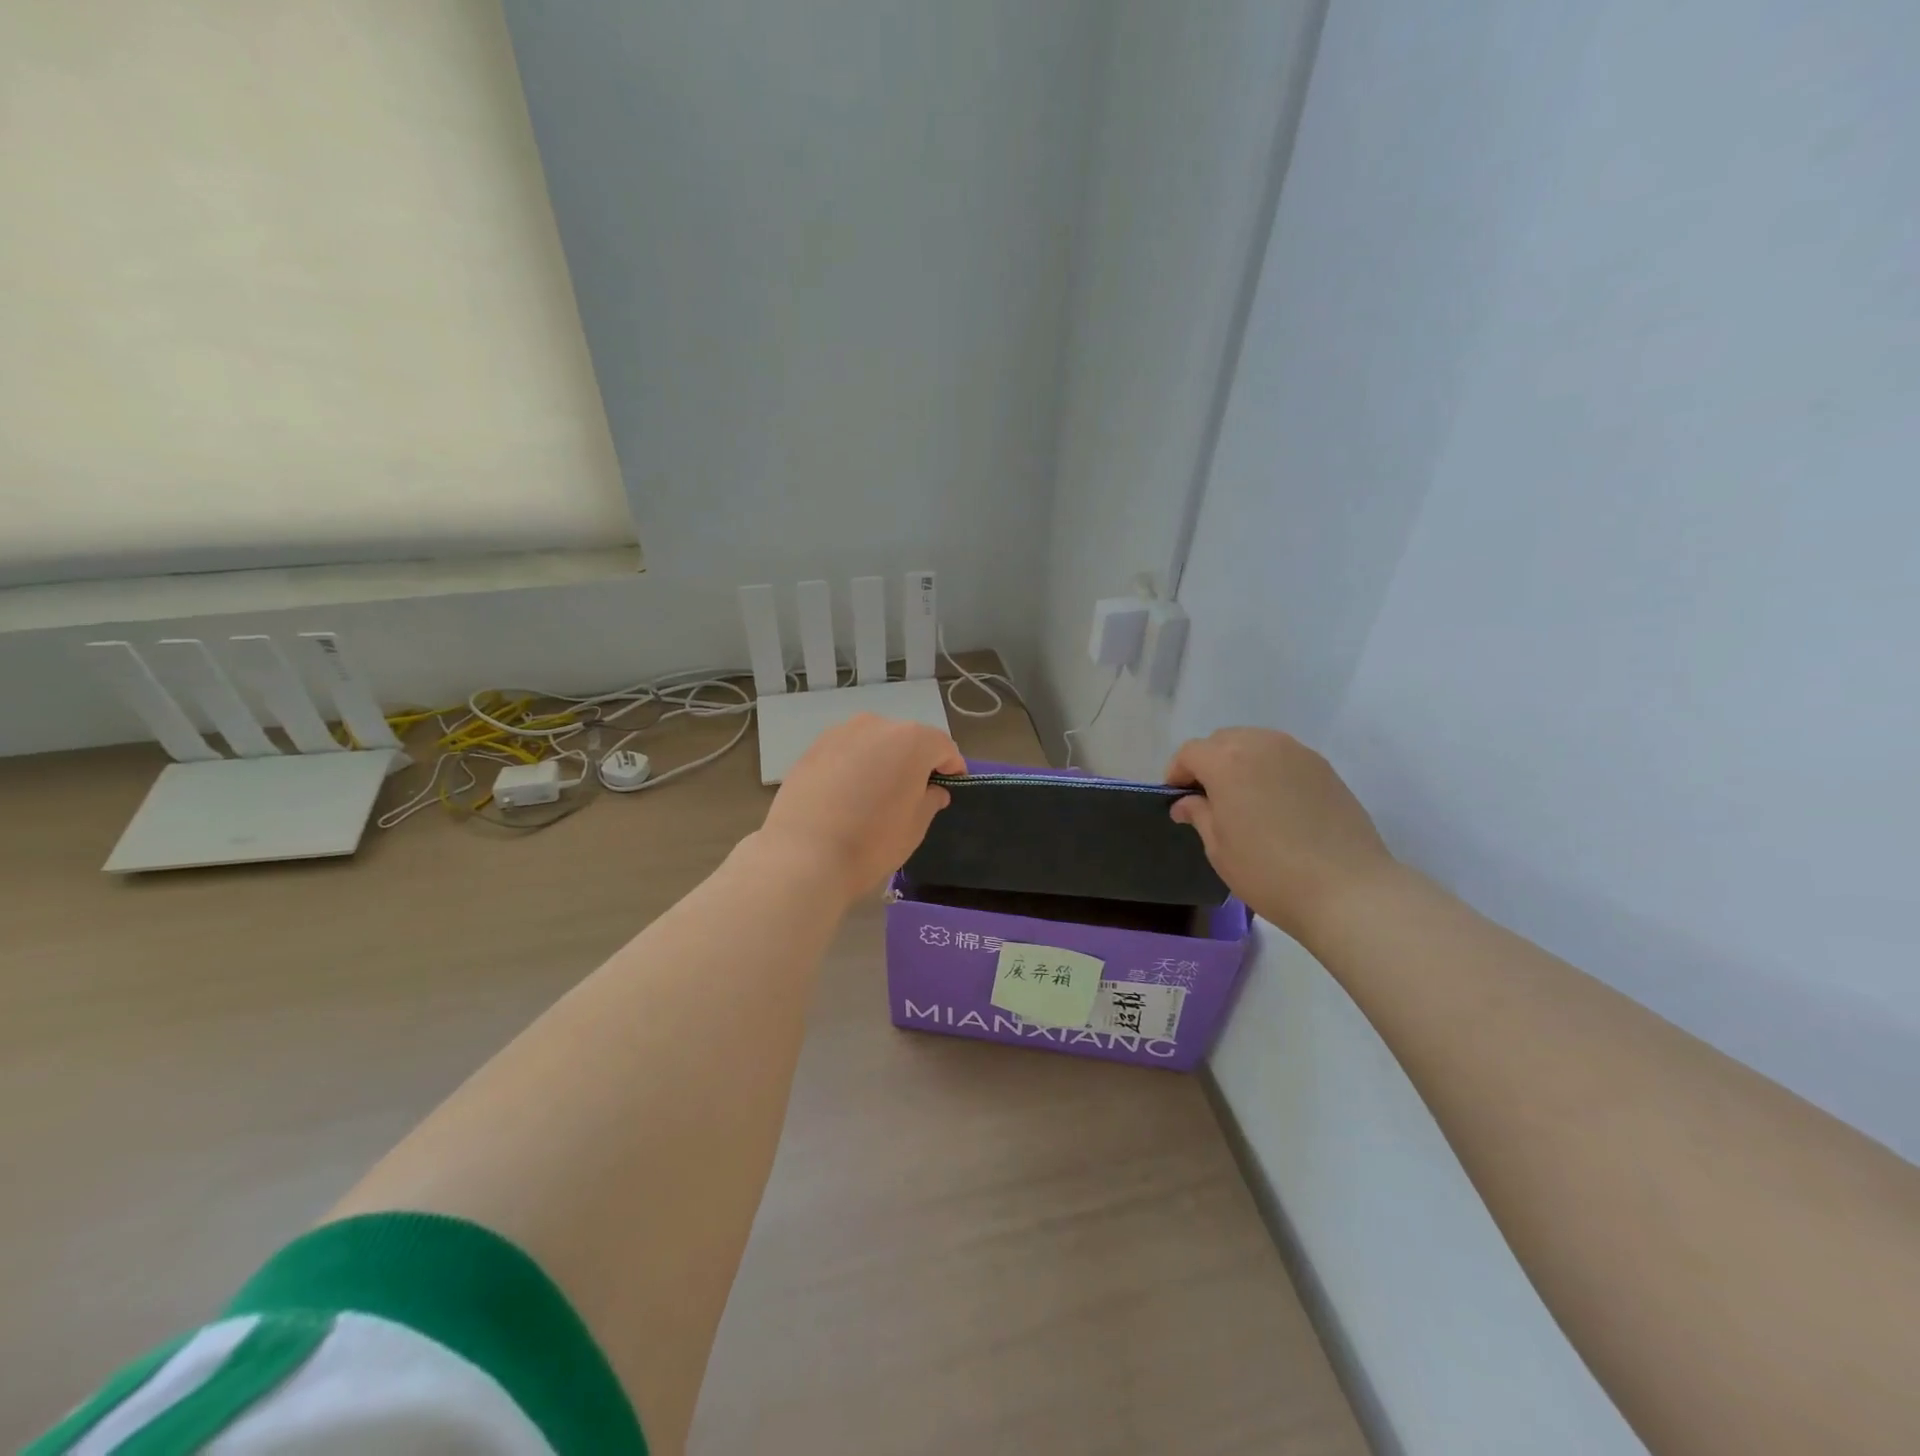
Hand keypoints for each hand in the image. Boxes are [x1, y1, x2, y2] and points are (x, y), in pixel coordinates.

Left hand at [758, 714, 965, 903]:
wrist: (803, 856)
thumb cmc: (871, 841)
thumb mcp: (915, 826)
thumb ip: (930, 800)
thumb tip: (933, 790)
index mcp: (911, 740)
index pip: (943, 746)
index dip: (952, 767)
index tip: (950, 788)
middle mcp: (876, 725)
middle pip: (906, 739)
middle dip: (915, 761)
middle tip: (913, 793)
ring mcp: (840, 733)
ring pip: (873, 742)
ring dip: (882, 760)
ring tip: (876, 794)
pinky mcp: (812, 748)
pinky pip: (846, 752)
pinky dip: (853, 766)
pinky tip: (846, 795)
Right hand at [1165, 728, 1397, 937]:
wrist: (1347, 889)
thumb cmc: (1269, 872)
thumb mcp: (1219, 849)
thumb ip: (1199, 815)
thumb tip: (1186, 802)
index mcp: (1227, 762)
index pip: (1190, 752)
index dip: (1178, 773)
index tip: (1178, 800)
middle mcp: (1261, 745)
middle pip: (1222, 740)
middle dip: (1208, 763)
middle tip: (1208, 799)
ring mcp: (1297, 753)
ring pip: (1255, 743)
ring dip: (1239, 762)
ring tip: (1242, 799)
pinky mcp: (1324, 768)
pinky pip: (1283, 756)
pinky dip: (1269, 769)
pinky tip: (1274, 803)